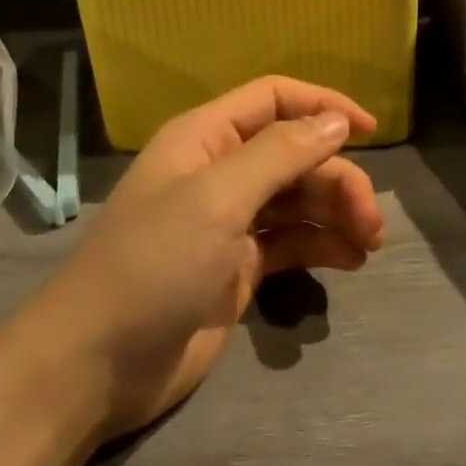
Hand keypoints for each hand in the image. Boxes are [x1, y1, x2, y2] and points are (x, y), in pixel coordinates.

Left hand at [41, 77, 384, 439]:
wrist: (94, 366)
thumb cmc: (154, 264)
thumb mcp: (218, 198)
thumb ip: (281, 153)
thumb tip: (337, 119)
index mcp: (207, 137)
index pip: (275, 99)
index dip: (323, 106)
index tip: (370, 130)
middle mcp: (220, 171)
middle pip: (296, 154)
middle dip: (338, 178)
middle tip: (371, 220)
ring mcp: (229, 222)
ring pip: (299, 199)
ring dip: (337, 213)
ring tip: (367, 244)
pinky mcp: (238, 267)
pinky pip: (292, 241)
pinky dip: (322, 245)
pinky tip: (348, 261)